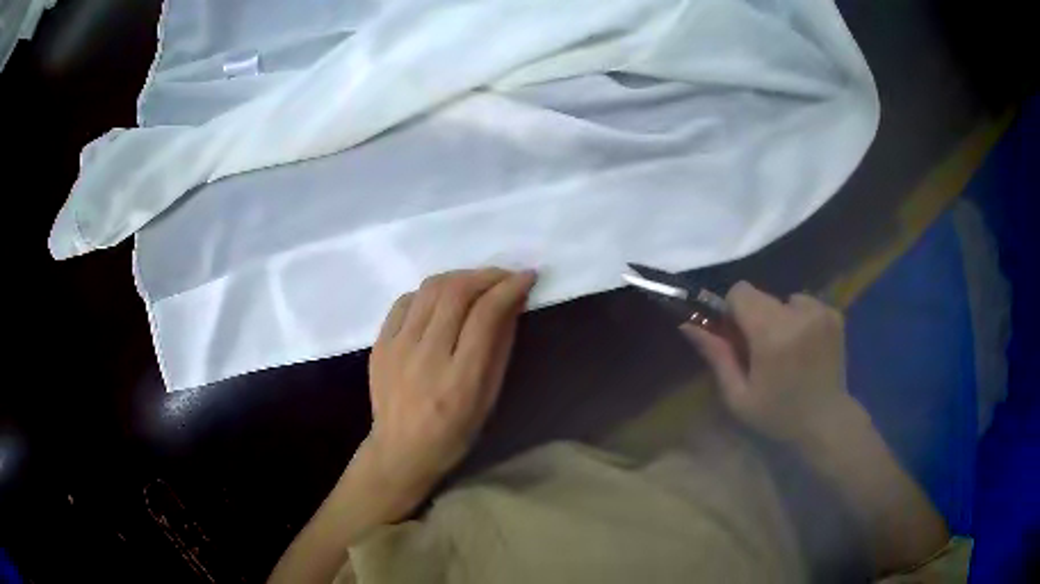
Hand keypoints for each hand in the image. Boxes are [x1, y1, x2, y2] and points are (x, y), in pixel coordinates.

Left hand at [361, 268, 536, 514]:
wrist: (401, 449)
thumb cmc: (454, 432)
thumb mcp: (489, 397)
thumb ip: (499, 347)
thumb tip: (511, 303)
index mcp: (460, 377)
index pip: (486, 314)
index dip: (509, 288)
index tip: (526, 277)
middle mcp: (426, 355)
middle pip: (456, 292)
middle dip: (487, 275)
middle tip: (504, 276)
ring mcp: (397, 346)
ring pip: (430, 289)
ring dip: (460, 277)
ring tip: (476, 283)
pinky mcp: (380, 343)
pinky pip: (405, 301)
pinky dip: (429, 292)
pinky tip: (441, 300)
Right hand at [682, 281, 856, 444]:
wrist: (826, 420)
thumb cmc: (778, 414)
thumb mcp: (739, 396)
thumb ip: (717, 356)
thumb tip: (688, 325)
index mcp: (772, 334)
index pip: (740, 291)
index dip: (734, 311)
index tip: (739, 337)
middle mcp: (798, 314)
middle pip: (761, 295)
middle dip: (756, 317)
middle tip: (763, 351)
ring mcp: (820, 311)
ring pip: (784, 299)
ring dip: (780, 318)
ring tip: (788, 350)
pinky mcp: (834, 314)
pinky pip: (805, 304)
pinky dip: (800, 319)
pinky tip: (806, 346)